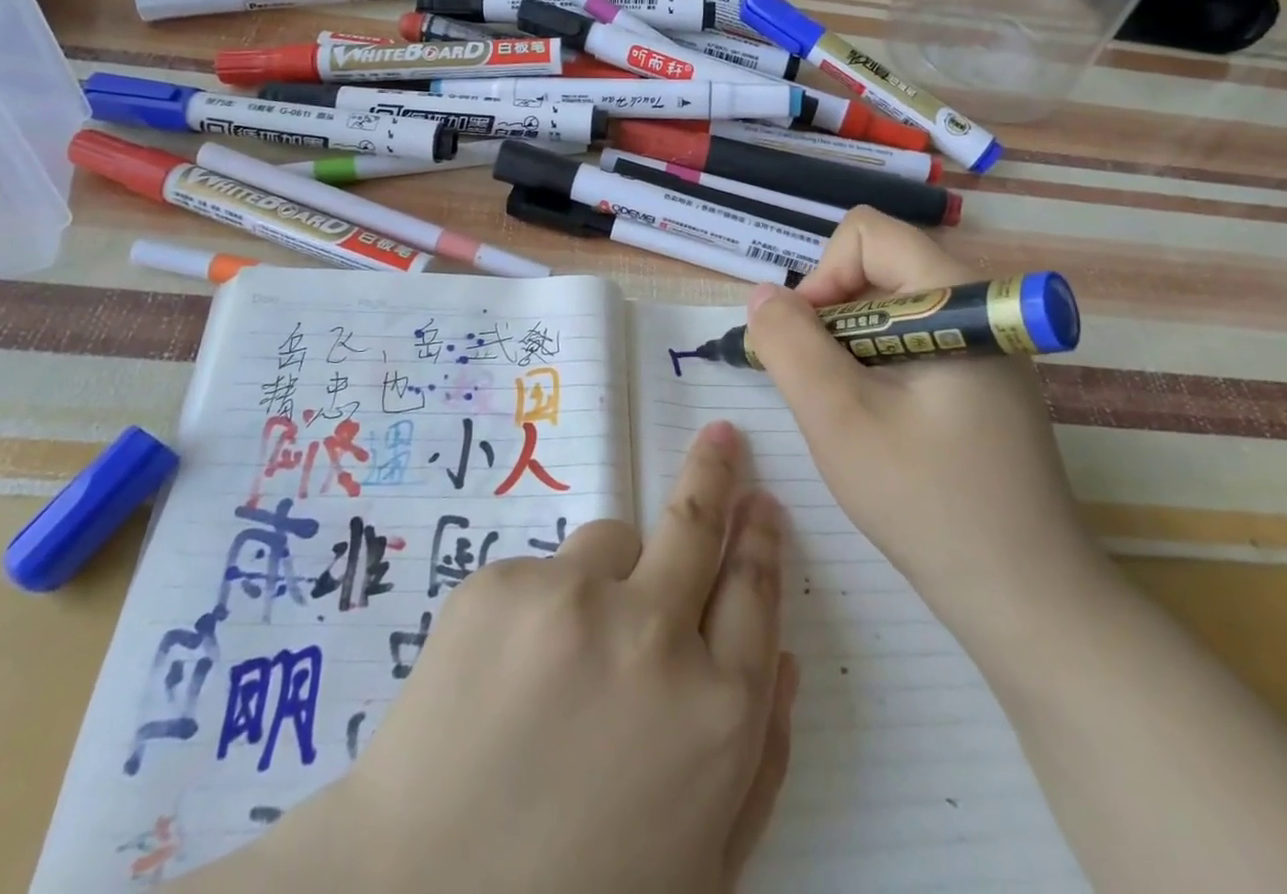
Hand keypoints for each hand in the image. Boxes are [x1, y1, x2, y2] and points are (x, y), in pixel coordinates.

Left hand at [207, 423, 796, 893]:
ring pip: (610, 541)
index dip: (761, 537)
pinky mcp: (499, 584)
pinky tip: (509, 671)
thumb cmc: (584, 890)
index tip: (760, 500)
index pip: (754, 588)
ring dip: (609, 574)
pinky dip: (542, 605)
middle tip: (720, 437)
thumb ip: (761, 760)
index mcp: (716, 709)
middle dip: (714, 471)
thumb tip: (786, 657)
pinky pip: (542, 571)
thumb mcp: (705, 861)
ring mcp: (570, 598)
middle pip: (696, 523)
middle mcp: (651, 633)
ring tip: (569, 649)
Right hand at [745, 208, 1104, 654]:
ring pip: (889, 307)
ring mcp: (985, 346)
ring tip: (846, 412)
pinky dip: (874, 366)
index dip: (823, 277)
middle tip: (820, 387)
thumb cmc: (930, 503)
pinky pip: (910, 341)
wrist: (1029, 600)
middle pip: (878, 267)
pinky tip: (876, 424)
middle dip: (831, 316)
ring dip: (848, 346)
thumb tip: (763, 296)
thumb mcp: (839, 418)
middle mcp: (977, 307)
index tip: (808, 345)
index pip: (868, 234)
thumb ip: (790, 344)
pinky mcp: (982, 380)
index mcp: (957, 299)